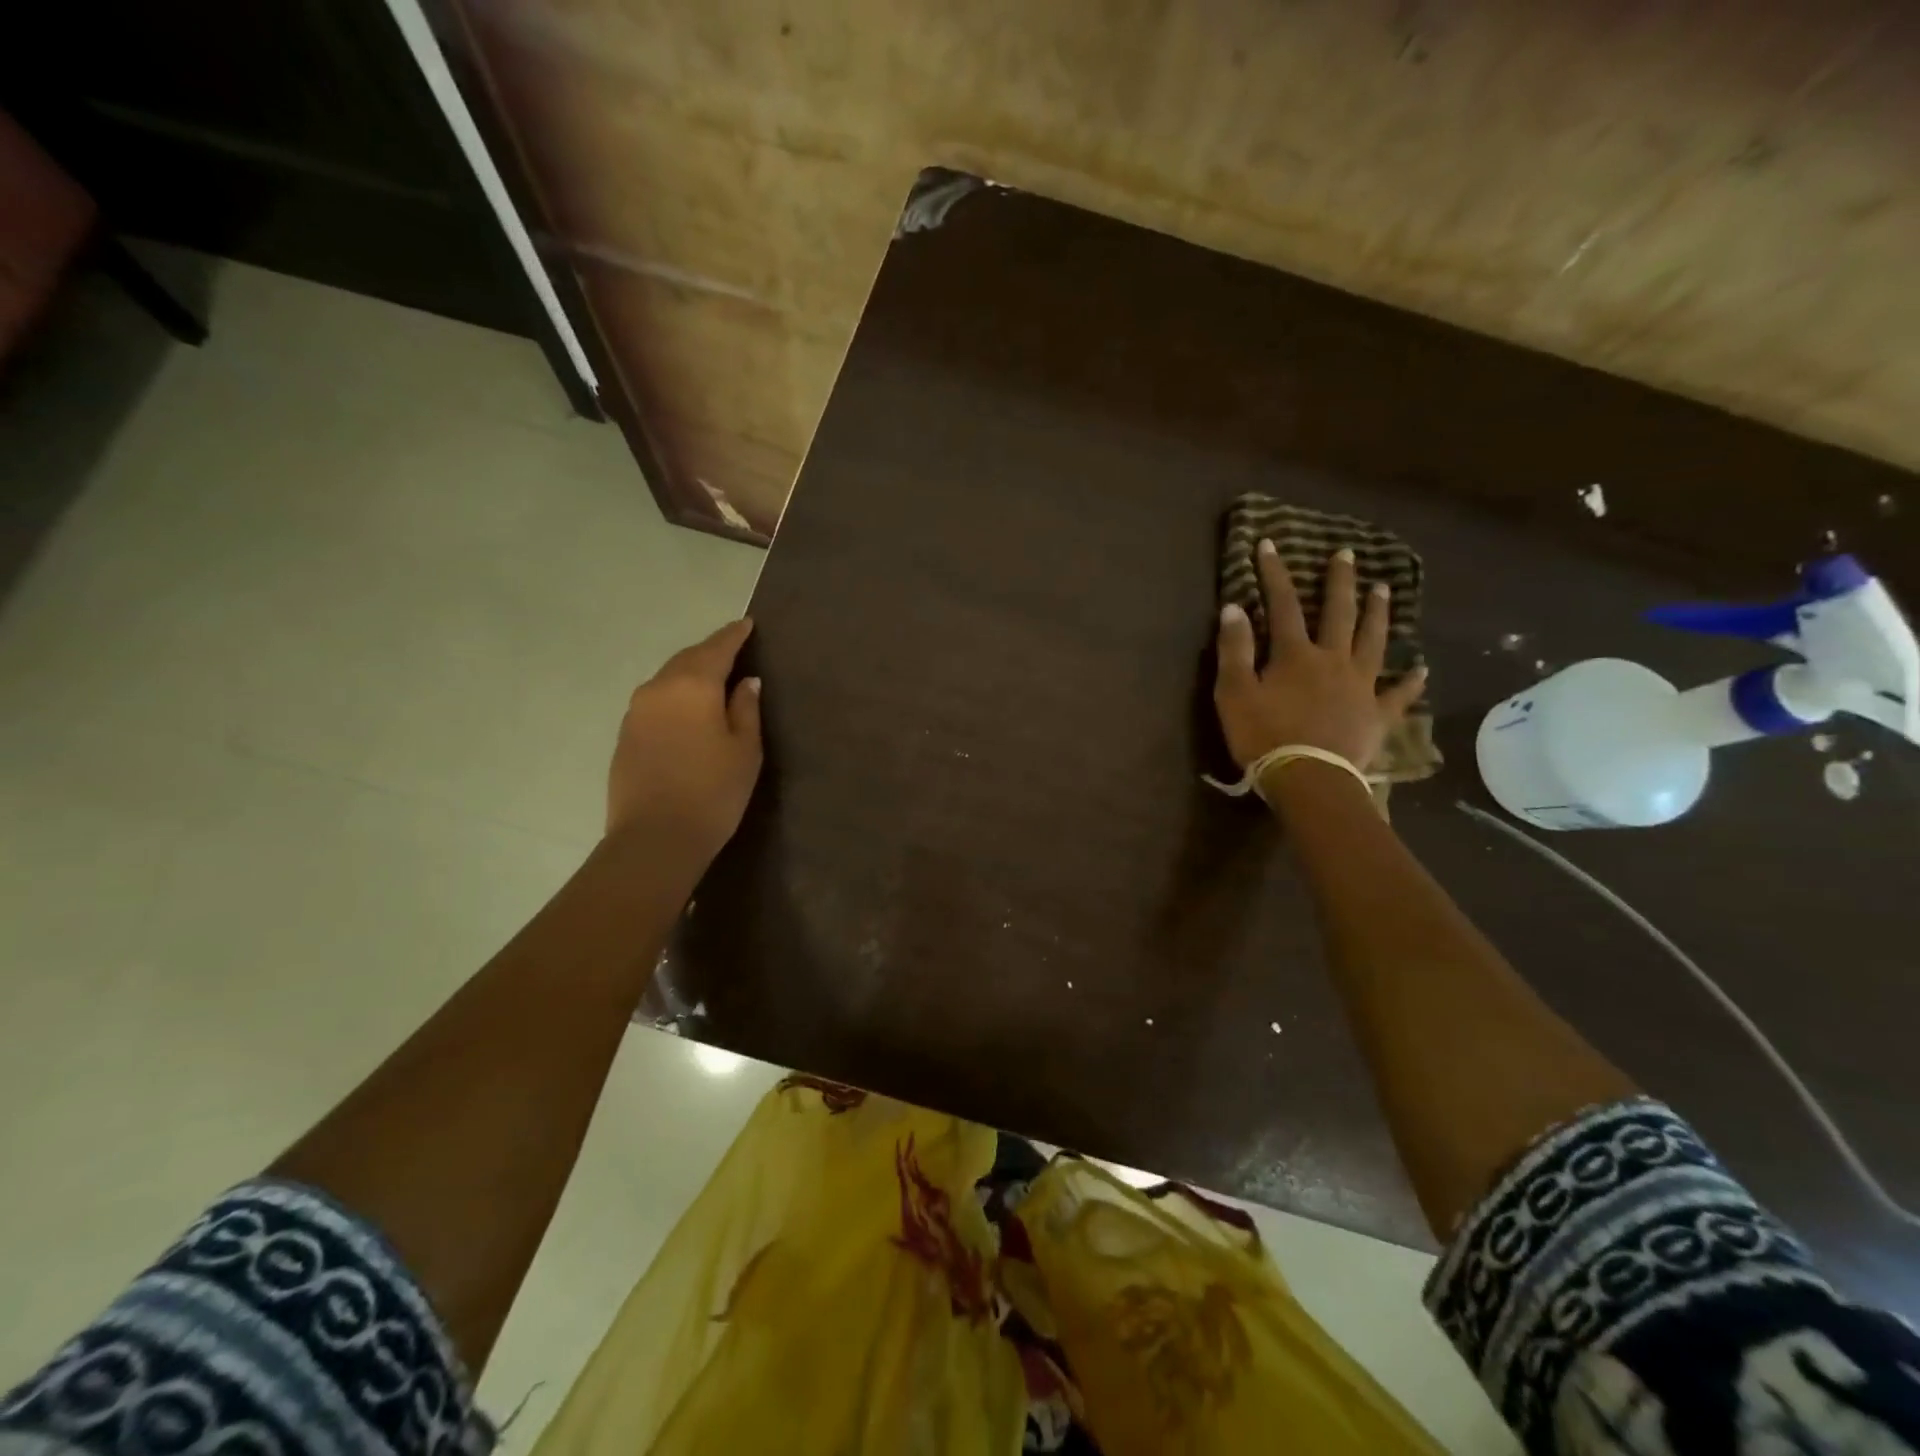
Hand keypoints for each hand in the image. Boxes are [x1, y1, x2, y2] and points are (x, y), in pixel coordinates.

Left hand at [606, 619, 762, 859]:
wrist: (654, 838)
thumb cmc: (713, 792)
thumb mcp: (745, 750)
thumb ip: (746, 709)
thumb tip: (745, 681)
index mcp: (692, 685)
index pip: (717, 648)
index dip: (734, 635)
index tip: (747, 624)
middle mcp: (658, 688)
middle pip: (687, 659)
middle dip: (711, 652)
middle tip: (733, 650)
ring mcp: (635, 712)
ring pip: (668, 679)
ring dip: (690, 674)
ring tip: (712, 680)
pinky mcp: (625, 735)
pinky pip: (655, 701)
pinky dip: (675, 696)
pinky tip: (687, 711)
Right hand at [1214, 542, 1426, 771]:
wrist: (1309, 778)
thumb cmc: (1264, 736)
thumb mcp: (1235, 693)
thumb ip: (1234, 649)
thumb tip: (1234, 607)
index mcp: (1296, 654)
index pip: (1282, 604)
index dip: (1274, 573)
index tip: (1269, 544)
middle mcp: (1334, 660)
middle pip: (1339, 613)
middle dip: (1339, 582)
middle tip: (1347, 555)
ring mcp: (1361, 686)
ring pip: (1373, 642)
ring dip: (1378, 614)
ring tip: (1385, 590)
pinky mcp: (1376, 715)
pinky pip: (1398, 695)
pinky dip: (1410, 683)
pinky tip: (1422, 671)